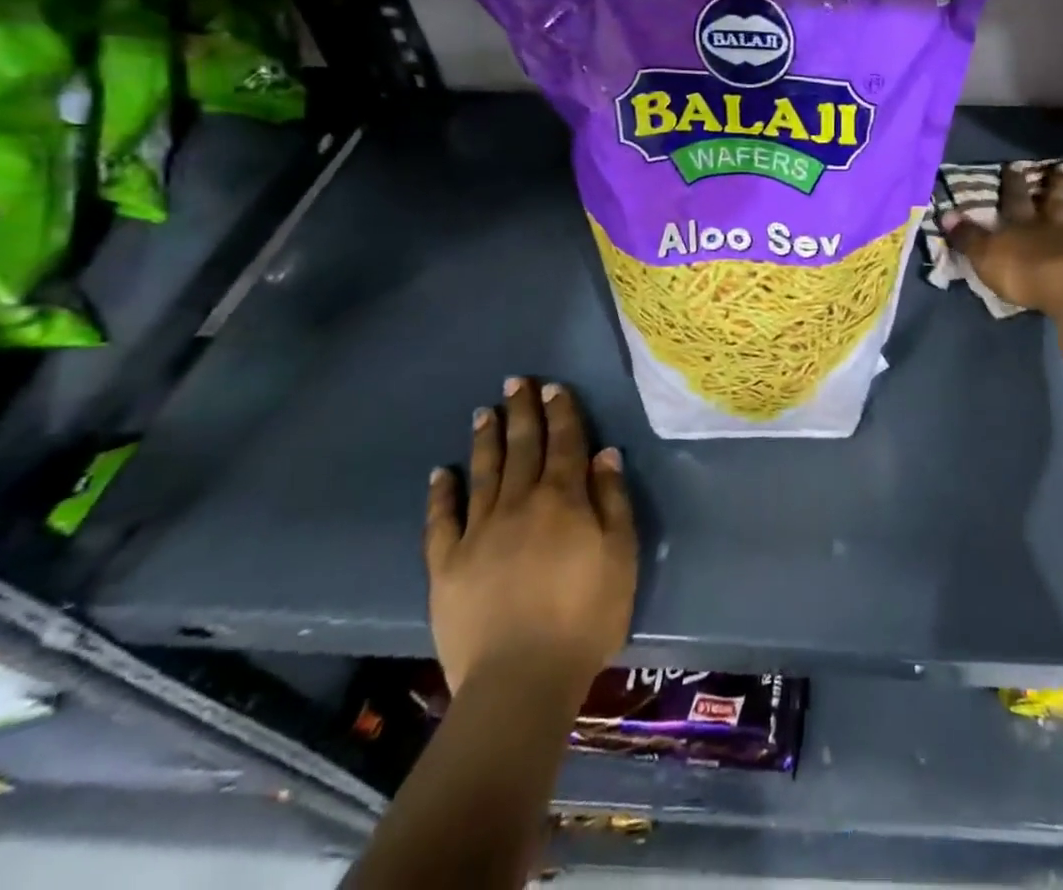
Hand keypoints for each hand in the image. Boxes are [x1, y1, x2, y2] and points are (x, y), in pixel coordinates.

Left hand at [424, 379, 636, 699]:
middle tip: (516, 381)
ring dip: (486, 439)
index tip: (554, 388)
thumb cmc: (585, 617)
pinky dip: (441, 494)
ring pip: (484, 473)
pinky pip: (441, 521)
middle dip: (521, 412)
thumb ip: (613, 502)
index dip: (561, 413)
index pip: (565, 443)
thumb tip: (605, 455)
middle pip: (522, 447)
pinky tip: (441, 473)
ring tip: (484, 411)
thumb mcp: (621, 556)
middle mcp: (520, 503)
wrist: (520, 681)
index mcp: (563, 500)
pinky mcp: (446, 565)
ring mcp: (478, 532)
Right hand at [943, 161, 1062, 317]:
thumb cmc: (1024, 274)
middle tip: (1062, 167)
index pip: (1016, 199)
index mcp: (1024, 225)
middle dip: (1057, 183)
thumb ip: (967, 237)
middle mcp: (1056, 226)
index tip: (1014, 166)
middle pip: (1057, 201)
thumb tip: (946, 213)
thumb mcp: (985, 256)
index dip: (1014, 183)